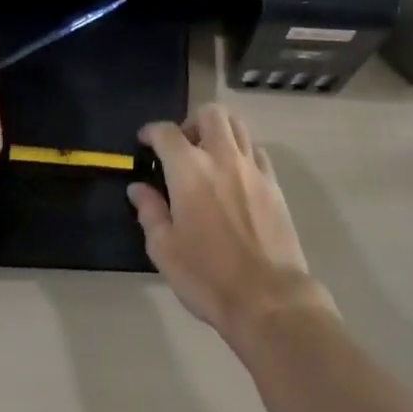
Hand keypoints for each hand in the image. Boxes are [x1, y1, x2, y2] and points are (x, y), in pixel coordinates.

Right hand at [130, 104, 333, 339]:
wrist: (268, 298)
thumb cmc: (208, 277)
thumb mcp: (165, 250)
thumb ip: (150, 212)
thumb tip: (138, 188)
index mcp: (189, 170)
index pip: (167, 132)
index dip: (152, 131)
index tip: (145, 141)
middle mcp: (222, 157)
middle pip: (210, 113)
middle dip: (192, 122)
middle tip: (183, 147)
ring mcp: (252, 167)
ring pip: (237, 125)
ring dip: (220, 130)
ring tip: (210, 155)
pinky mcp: (273, 183)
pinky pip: (256, 150)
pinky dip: (242, 151)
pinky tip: (235, 175)